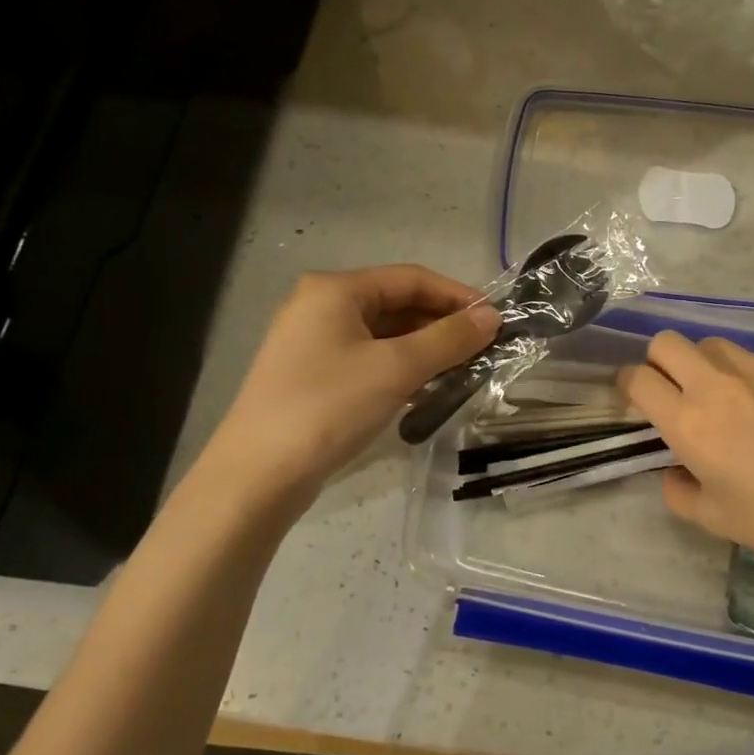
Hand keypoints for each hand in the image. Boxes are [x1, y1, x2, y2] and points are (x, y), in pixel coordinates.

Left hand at [202, 266, 497, 508]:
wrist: (257, 476)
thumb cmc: (329, 406)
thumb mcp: (397, 368)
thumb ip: (449, 338)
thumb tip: (492, 316)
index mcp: (335, 290)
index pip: (411, 278)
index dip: (457, 295)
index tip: (496, 319)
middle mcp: (321, 307)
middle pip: (397, 304)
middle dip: (442, 325)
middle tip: (484, 350)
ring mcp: (313, 343)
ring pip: (384, 335)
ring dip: (424, 350)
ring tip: (463, 371)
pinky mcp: (312, 376)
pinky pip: (368, 360)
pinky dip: (400, 369)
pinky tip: (426, 390)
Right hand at [622, 333, 753, 581]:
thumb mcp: (714, 519)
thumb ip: (677, 490)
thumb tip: (675, 470)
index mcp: (689, 423)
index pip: (637, 379)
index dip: (629, 384)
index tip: (638, 397)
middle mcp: (717, 384)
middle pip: (666, 343)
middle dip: (661, 363)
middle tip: (679, 391)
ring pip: (715, 345)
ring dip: (710, 367)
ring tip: (737, 399)